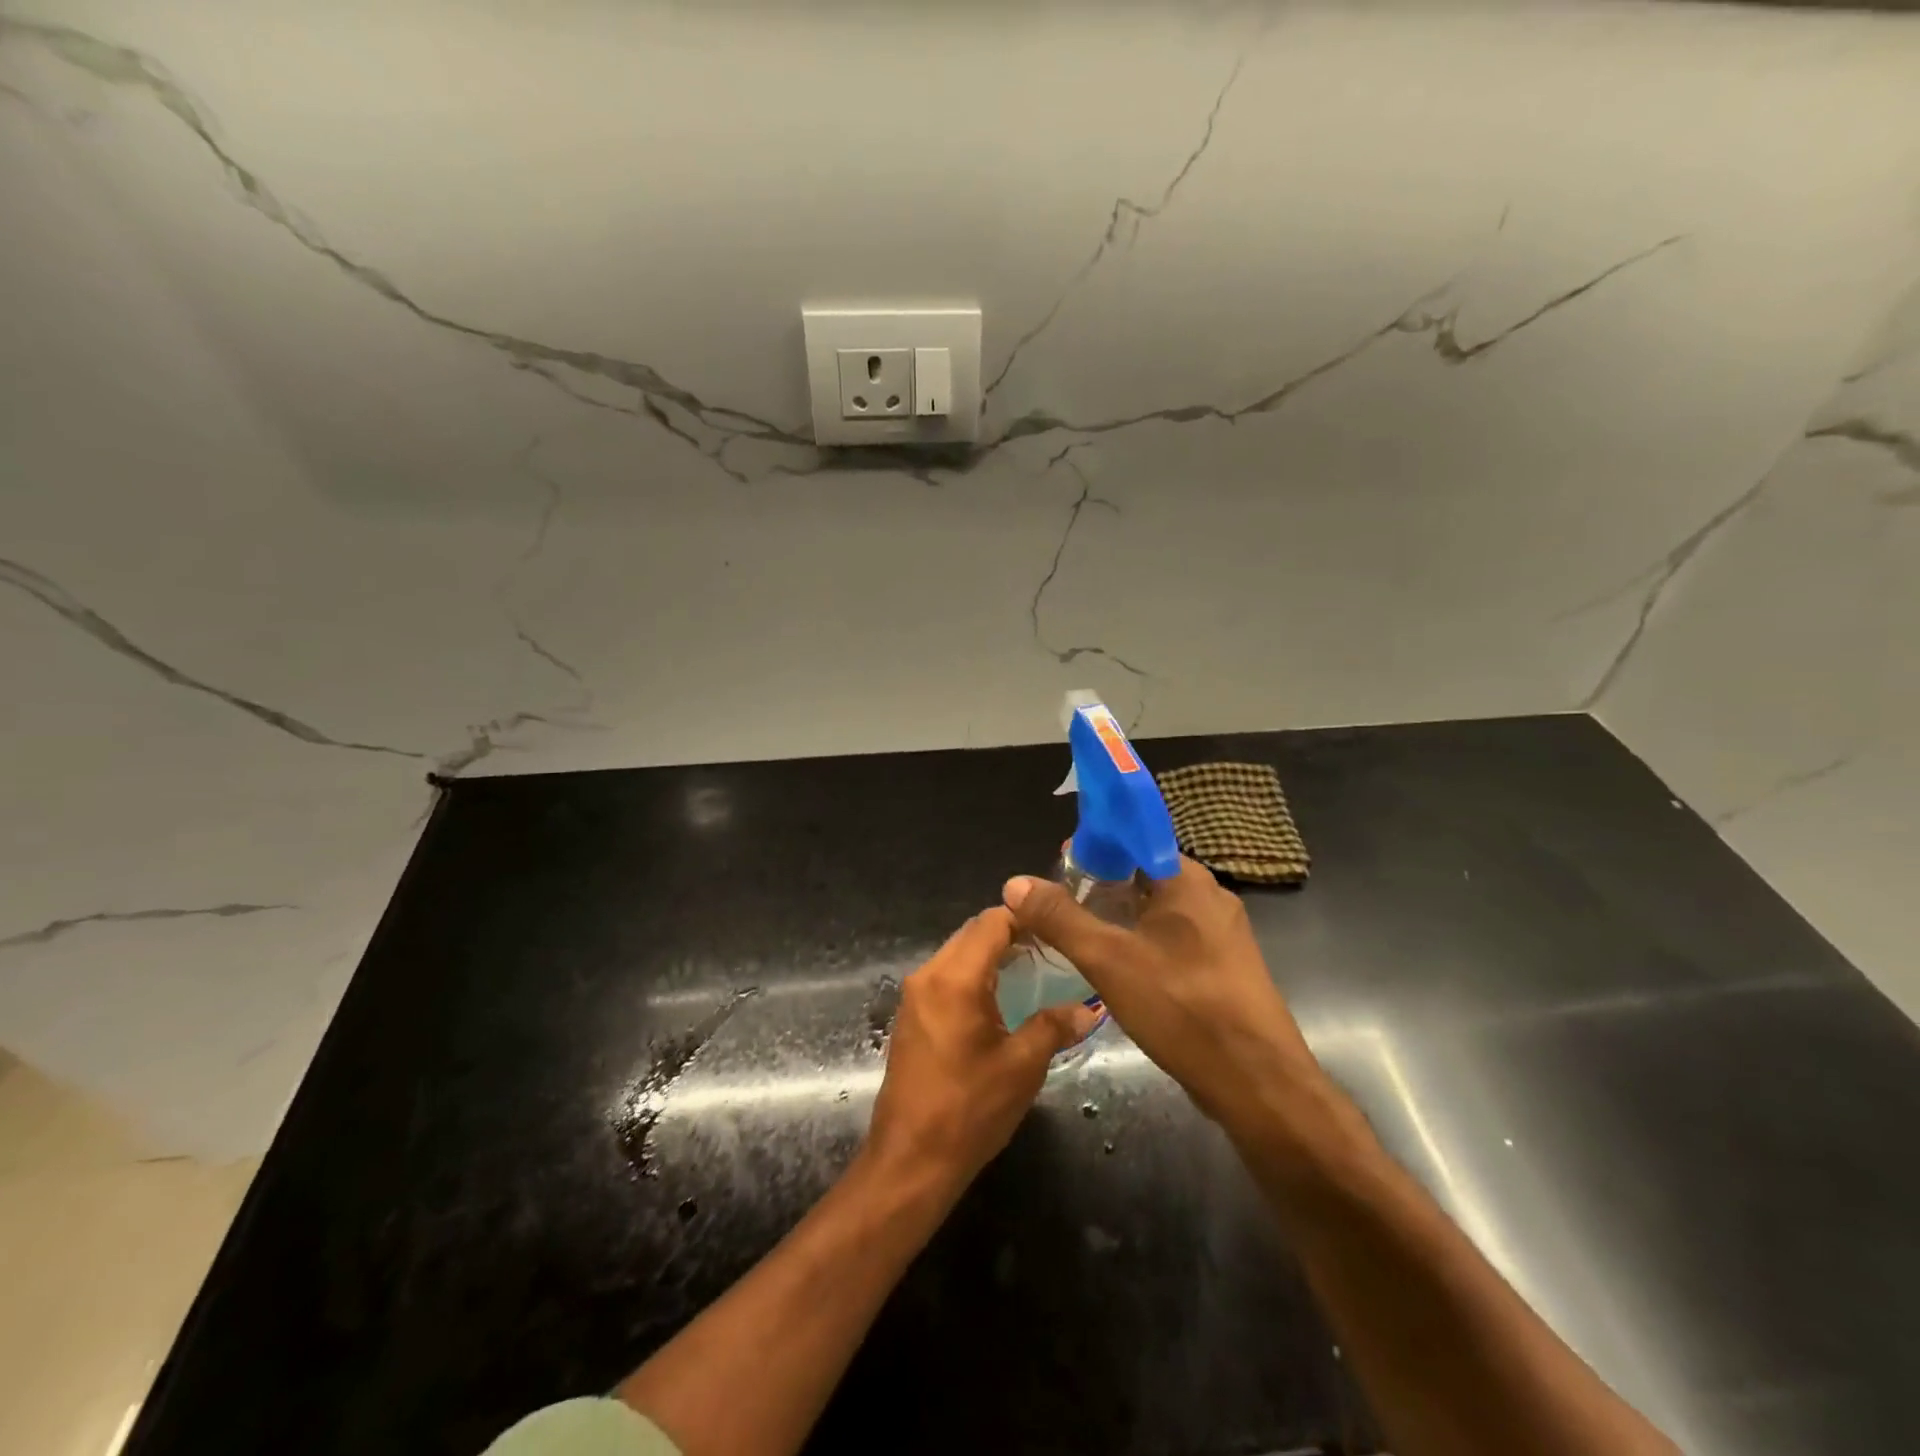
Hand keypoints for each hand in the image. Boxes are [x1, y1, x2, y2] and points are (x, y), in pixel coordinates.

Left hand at [864, 909, 1100, 1196]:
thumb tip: (1088, 1009)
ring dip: (990, 954)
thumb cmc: (969, 1110)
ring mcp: (914, 994)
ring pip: (957, 952)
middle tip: (1051, 949)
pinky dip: (972, 974)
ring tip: (1031, 971)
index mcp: (954, 978)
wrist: (910, 1160)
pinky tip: (999, 998)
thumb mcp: (1022, 1067)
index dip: (1026, 918)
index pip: (992, 922)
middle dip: (1010, 934)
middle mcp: (928, 975)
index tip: (1058, 928)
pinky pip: (945, 975)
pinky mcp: (910, 1015)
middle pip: (972, 933)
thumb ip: (1054, 1027)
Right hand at [1002, 857, 1329, 1135]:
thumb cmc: (1182, 1007)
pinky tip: (1119, 970)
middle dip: (1101, 885)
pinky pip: (1174, 939)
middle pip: (1143, 874)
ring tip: (1081, 938)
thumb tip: (1015, 882)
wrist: (1258, 1084)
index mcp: (1187, 879)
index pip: (1134, 838)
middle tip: (1061, 907)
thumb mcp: (1108, 959)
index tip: (1059, 867)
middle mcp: (1209, 896)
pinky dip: (1142, 942)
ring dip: (1120, 917)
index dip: (1094, 845)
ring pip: (1158, 910)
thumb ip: (1059, 918)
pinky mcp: (1225, 968)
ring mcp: (1222, 935)